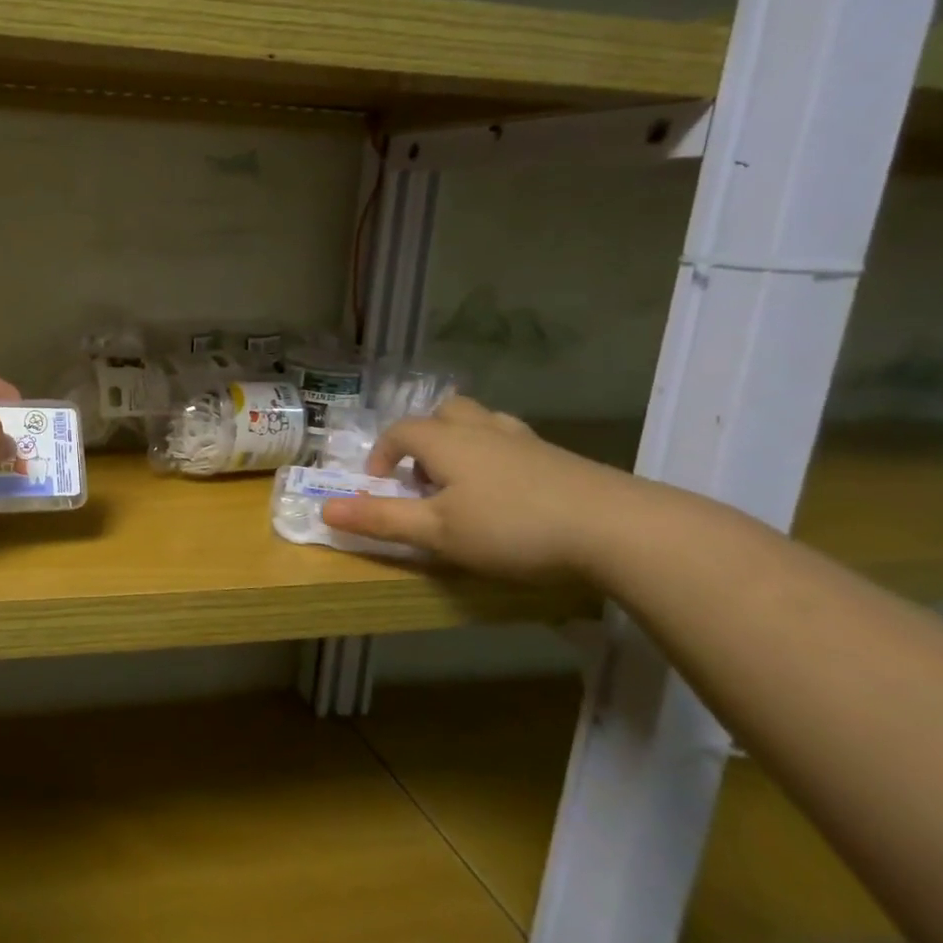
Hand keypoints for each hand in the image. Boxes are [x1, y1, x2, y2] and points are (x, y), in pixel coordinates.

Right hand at [320, 395, 644, 582]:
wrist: (618, 528)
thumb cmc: (512, 527)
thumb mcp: (436, 532)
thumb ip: (381, 519)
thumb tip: (324, 510)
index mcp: (447, 441)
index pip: (401, 431)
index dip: (381, 454)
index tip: (379, 486)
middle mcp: (483, 429)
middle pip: (445, 411)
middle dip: (424, 436)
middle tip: (422, 475)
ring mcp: (526, 440)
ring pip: (483, 422)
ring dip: (462, 442)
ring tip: (462, 481)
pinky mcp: (560, 458)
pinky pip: (513, 442)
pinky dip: (497, 456)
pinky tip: (508, 492)